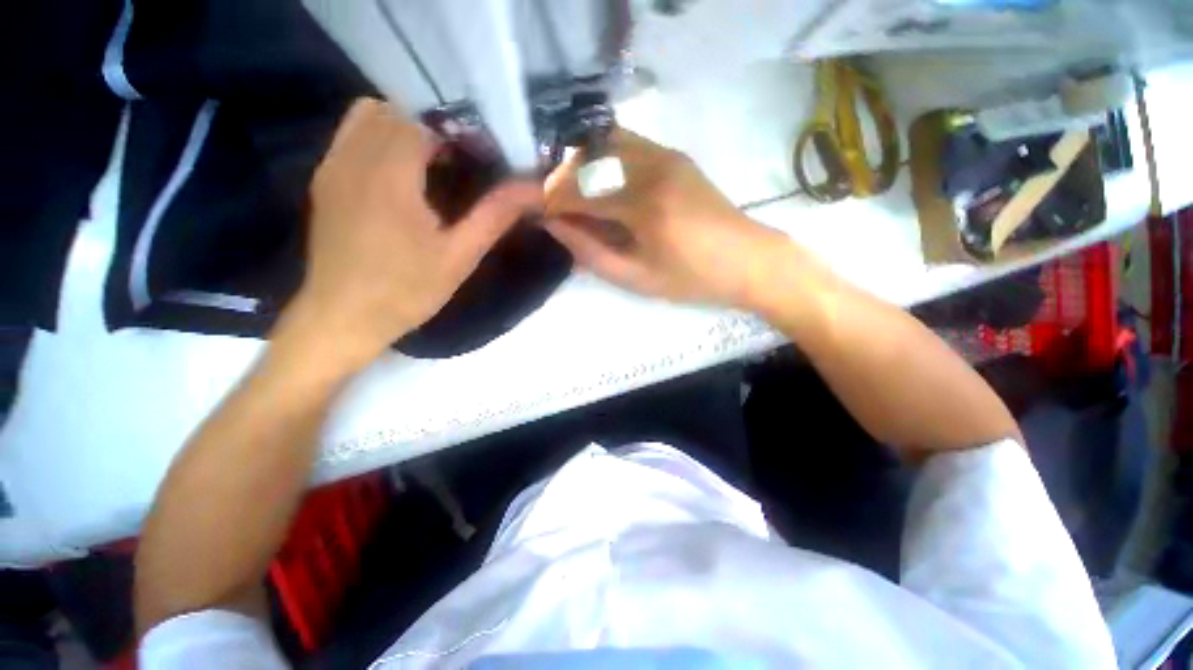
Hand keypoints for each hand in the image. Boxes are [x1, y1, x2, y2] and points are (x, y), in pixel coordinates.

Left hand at [278, 98, 540, 372]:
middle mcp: (355, 156)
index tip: (485, 154)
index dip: (461, 127)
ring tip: (436, 163)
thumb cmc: (406, 291)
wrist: (342, 318)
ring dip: (407, 127)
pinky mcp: (325, 178)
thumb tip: (534, 189)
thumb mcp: (460, 256)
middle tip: (466, 160)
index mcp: (391, 174)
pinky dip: (382, 137)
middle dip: (437, 125)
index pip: (426, 116)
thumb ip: (495, 215)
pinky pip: (354, 134)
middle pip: (398, 108)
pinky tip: (404, 174)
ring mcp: (333, 164)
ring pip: (371, 115)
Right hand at [544, 129, 788, 308]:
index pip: (580, 192)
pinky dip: (604, 159)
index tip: (539, 214)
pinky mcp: (674, 155)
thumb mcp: (637, 278)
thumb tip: (555, 226)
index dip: (553, 202)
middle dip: (562, 180)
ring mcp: (666, 155)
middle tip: (557, 207)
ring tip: (577, 197)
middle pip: (588, 158)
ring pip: (605, 143)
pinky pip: (626, 145)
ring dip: (583, 166)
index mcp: (644, 206)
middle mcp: (652, 168)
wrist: (748, 260)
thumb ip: (591, 252)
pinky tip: (604, 185)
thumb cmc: (692, 279)